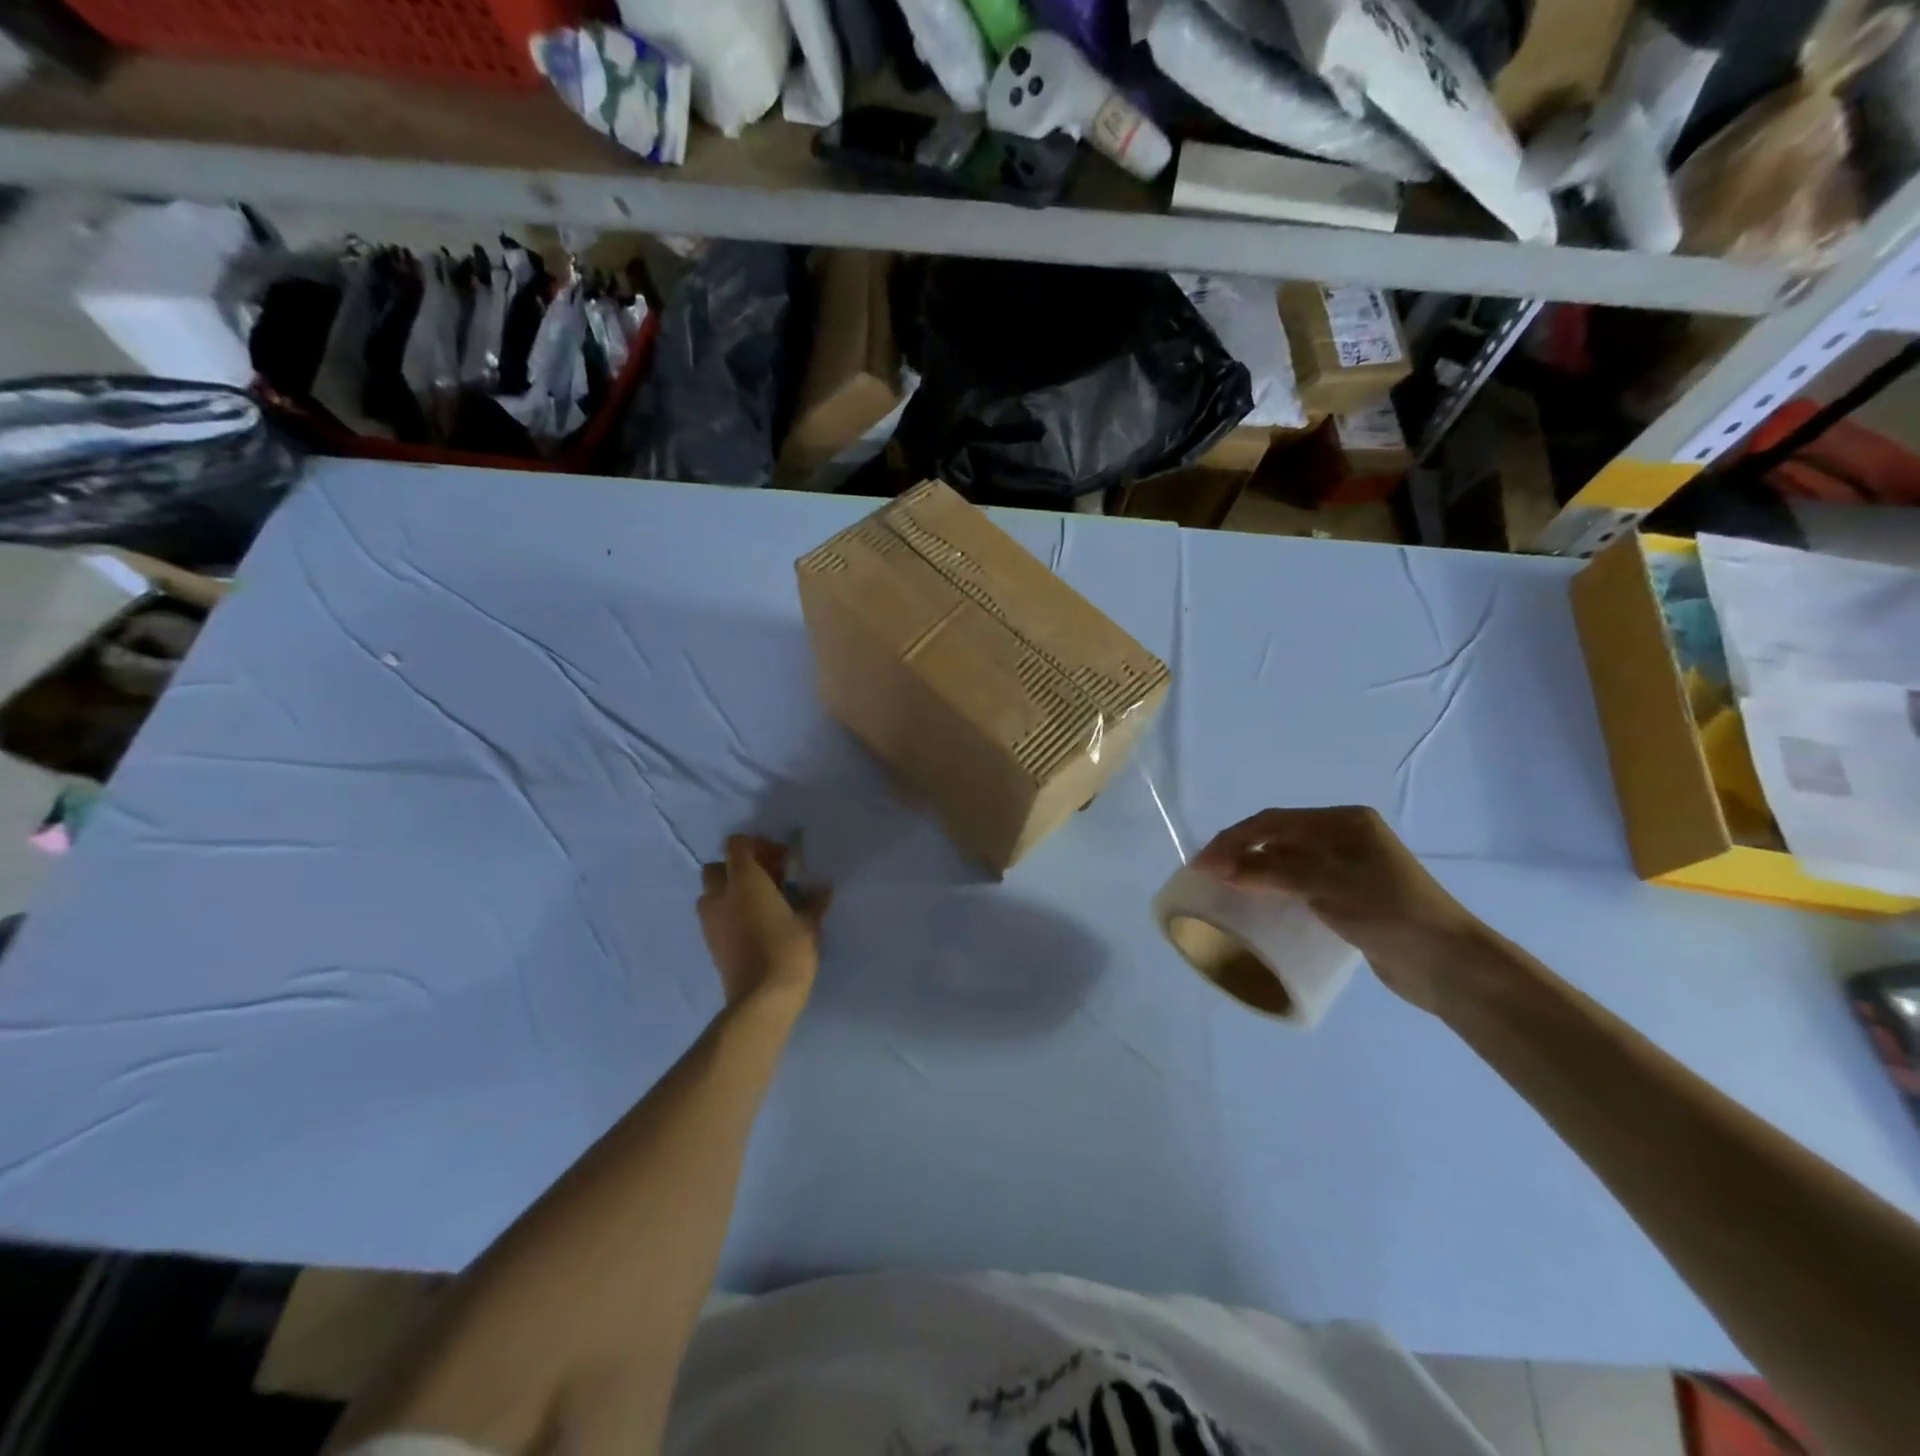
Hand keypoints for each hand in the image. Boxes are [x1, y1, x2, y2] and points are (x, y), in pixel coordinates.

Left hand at [697, 835, 830, 1015]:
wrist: (762, 998)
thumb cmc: (788, 950)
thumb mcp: (809, 923)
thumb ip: (813, 900)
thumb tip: (822, 888)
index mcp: (744, 880)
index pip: (737, 845)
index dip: (758, 845)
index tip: (782, 860)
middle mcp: (721, 895)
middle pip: (718, 866)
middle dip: (739, 868)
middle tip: (768, 880)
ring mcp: (710, 920)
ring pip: (711, 892)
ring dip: (730, 890)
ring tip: (759, 904)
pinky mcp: (709, 942)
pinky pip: (714, 915)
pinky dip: (728, 912)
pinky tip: (753, 925)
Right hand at [1192, 806, 1492, 1013]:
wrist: (1448, 965)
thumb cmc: (1390, 912)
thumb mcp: (1328, 885)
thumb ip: (1272, 872)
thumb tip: (1219, 867)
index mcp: (1344, 822)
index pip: (1274, 822)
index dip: (1233, 840)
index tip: (1201, 865)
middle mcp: (1344, 837)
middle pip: (1277, 837)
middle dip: (1238, 851)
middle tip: (1204, 874)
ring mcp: (1347, 866)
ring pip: (1286, 860)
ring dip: (1252, 870)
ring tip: (1222, 888)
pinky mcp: (1347, 896)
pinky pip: (1297, 884)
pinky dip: (1271, 888)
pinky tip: (1256, 903)